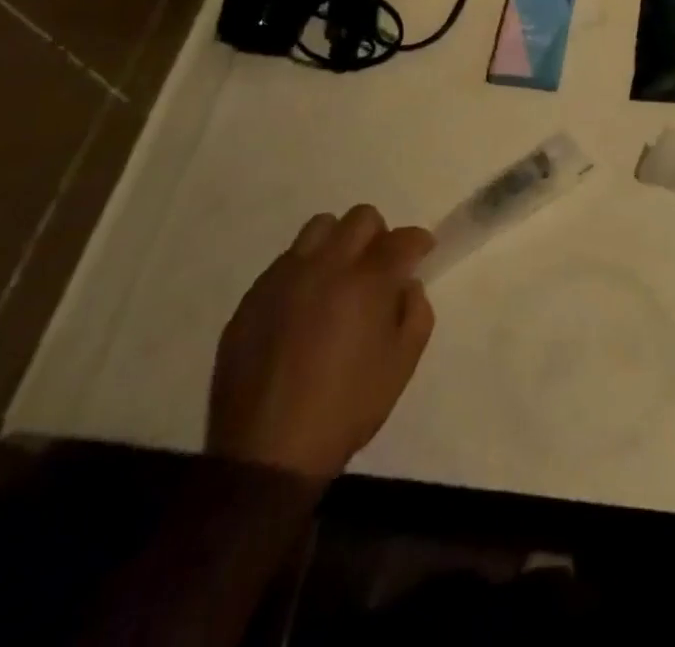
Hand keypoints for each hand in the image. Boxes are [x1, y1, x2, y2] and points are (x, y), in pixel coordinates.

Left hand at [207, 205, 434, 485]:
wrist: (266, 455)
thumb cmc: (346, 409)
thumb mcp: (402, 365)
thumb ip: (416, 312)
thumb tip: (406, 285)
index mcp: (367, 281)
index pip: (403, 238)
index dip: (418, 243)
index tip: (422, 254)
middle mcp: (325, 266)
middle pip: (360, 218)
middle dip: (379, 235)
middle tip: (379, 268)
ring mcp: (283, 278)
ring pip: (318, 228)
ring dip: (338, 244)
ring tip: (338, 279)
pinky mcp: (252, 298)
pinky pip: (284, 263)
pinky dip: (303, 271)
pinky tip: (303, 308)